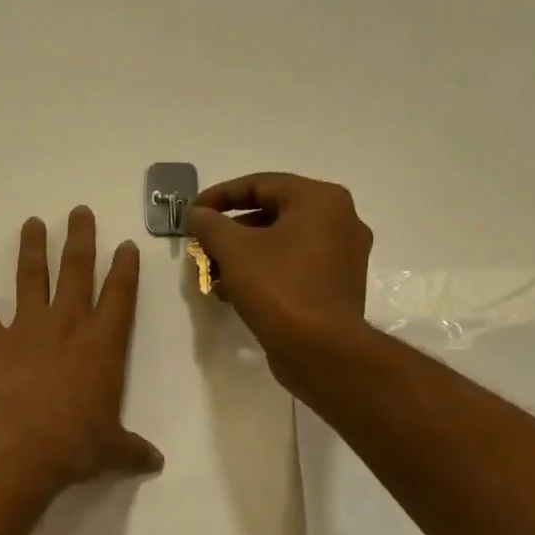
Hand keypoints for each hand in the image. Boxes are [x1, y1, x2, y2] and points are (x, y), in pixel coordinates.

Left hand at [0, 207, 163, 492]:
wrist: (18, 444)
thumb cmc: (74, 443)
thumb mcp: (111, 450)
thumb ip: (132, 450)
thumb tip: (156, 463)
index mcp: (102, 345)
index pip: (119, 296)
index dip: (124, 269)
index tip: (125, 244)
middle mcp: (66, 326)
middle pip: (75, 270)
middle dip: (80, 239)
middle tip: (78, 211)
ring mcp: (26, 329)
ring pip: (31, 279)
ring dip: (32, 250)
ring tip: (32, 223)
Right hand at [189, 173, 372, 383]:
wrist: (320, 350)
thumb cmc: (278, 288)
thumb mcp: (234, 250)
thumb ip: (211, 224)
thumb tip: (199, 215)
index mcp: (321, 201)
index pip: (261, 184)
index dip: (220, 196)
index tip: (192, 213)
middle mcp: (340, 221)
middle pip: (271, 214)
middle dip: (229, 230)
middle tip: (201, 245)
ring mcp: (342, 256)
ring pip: (280, 243)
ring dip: (242, 254)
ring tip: (211, 272)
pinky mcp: (335, 286)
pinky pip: (292, 267)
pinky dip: (262, 272)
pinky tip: (232, 291)